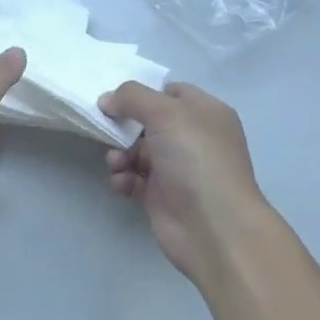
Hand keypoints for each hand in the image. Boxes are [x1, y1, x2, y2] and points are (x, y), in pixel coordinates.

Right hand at [98, 81, 271, 287]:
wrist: (213, 227)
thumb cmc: (196, 160)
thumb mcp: (167, 114)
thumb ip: (133, 98)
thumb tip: (107, 100)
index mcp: (205, 113)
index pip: (172, 92)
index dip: (144, 93)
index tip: (116, 99)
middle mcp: (193, 139)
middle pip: (149, 123)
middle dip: (125, 126)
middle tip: (108, 129)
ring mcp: (177, 169)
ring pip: (137, 152)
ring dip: (119, 154)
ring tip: (117, 164)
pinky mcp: (162, 197)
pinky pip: (134, 180)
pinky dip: (123, 179)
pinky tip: (121, 183)